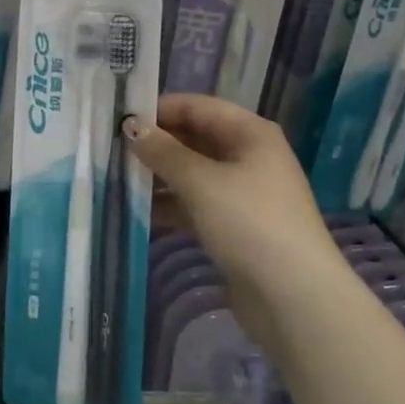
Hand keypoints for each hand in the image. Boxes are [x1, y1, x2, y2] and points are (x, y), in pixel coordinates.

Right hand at [123, 94, 340, 343]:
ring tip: (117, 179)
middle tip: (111, 149)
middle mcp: (250, 156)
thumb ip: (164, 152)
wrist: (293, 297)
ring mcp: (244, 192)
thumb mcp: (201, 182)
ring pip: (194, 173)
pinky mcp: (236, 225)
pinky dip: (172, 204)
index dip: (160, 109)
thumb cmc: (249, 223)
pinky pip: (197, 203)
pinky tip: (140, 211)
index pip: (198, 106)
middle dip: (157, 143)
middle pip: (196, 138)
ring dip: (160, 176)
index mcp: (250, 133)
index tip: (119, 117)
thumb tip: (132, 126)